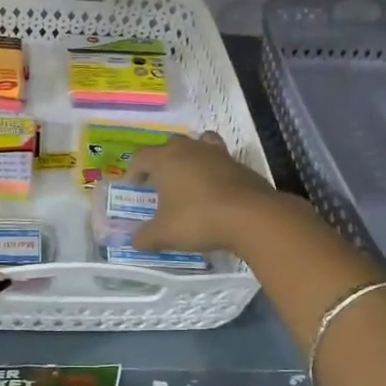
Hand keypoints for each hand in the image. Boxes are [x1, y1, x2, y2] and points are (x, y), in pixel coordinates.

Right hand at [126, 132, 292, 256]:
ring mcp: (218, 154)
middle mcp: (190, 149)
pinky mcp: (240, 165)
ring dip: (192, 157)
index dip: (134, 170)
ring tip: (191, 178)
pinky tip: (216, 193)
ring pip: (200, 144)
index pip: (141, 156)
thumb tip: (136, 241)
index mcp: (166, 159)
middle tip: (161, 182)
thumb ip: (146, 237)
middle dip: (163, 160)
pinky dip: (215, 171)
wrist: (251, 216)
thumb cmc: (198, 219)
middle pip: (170, 145)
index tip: (134, 187)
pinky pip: (221, 161)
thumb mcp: (165, 234)